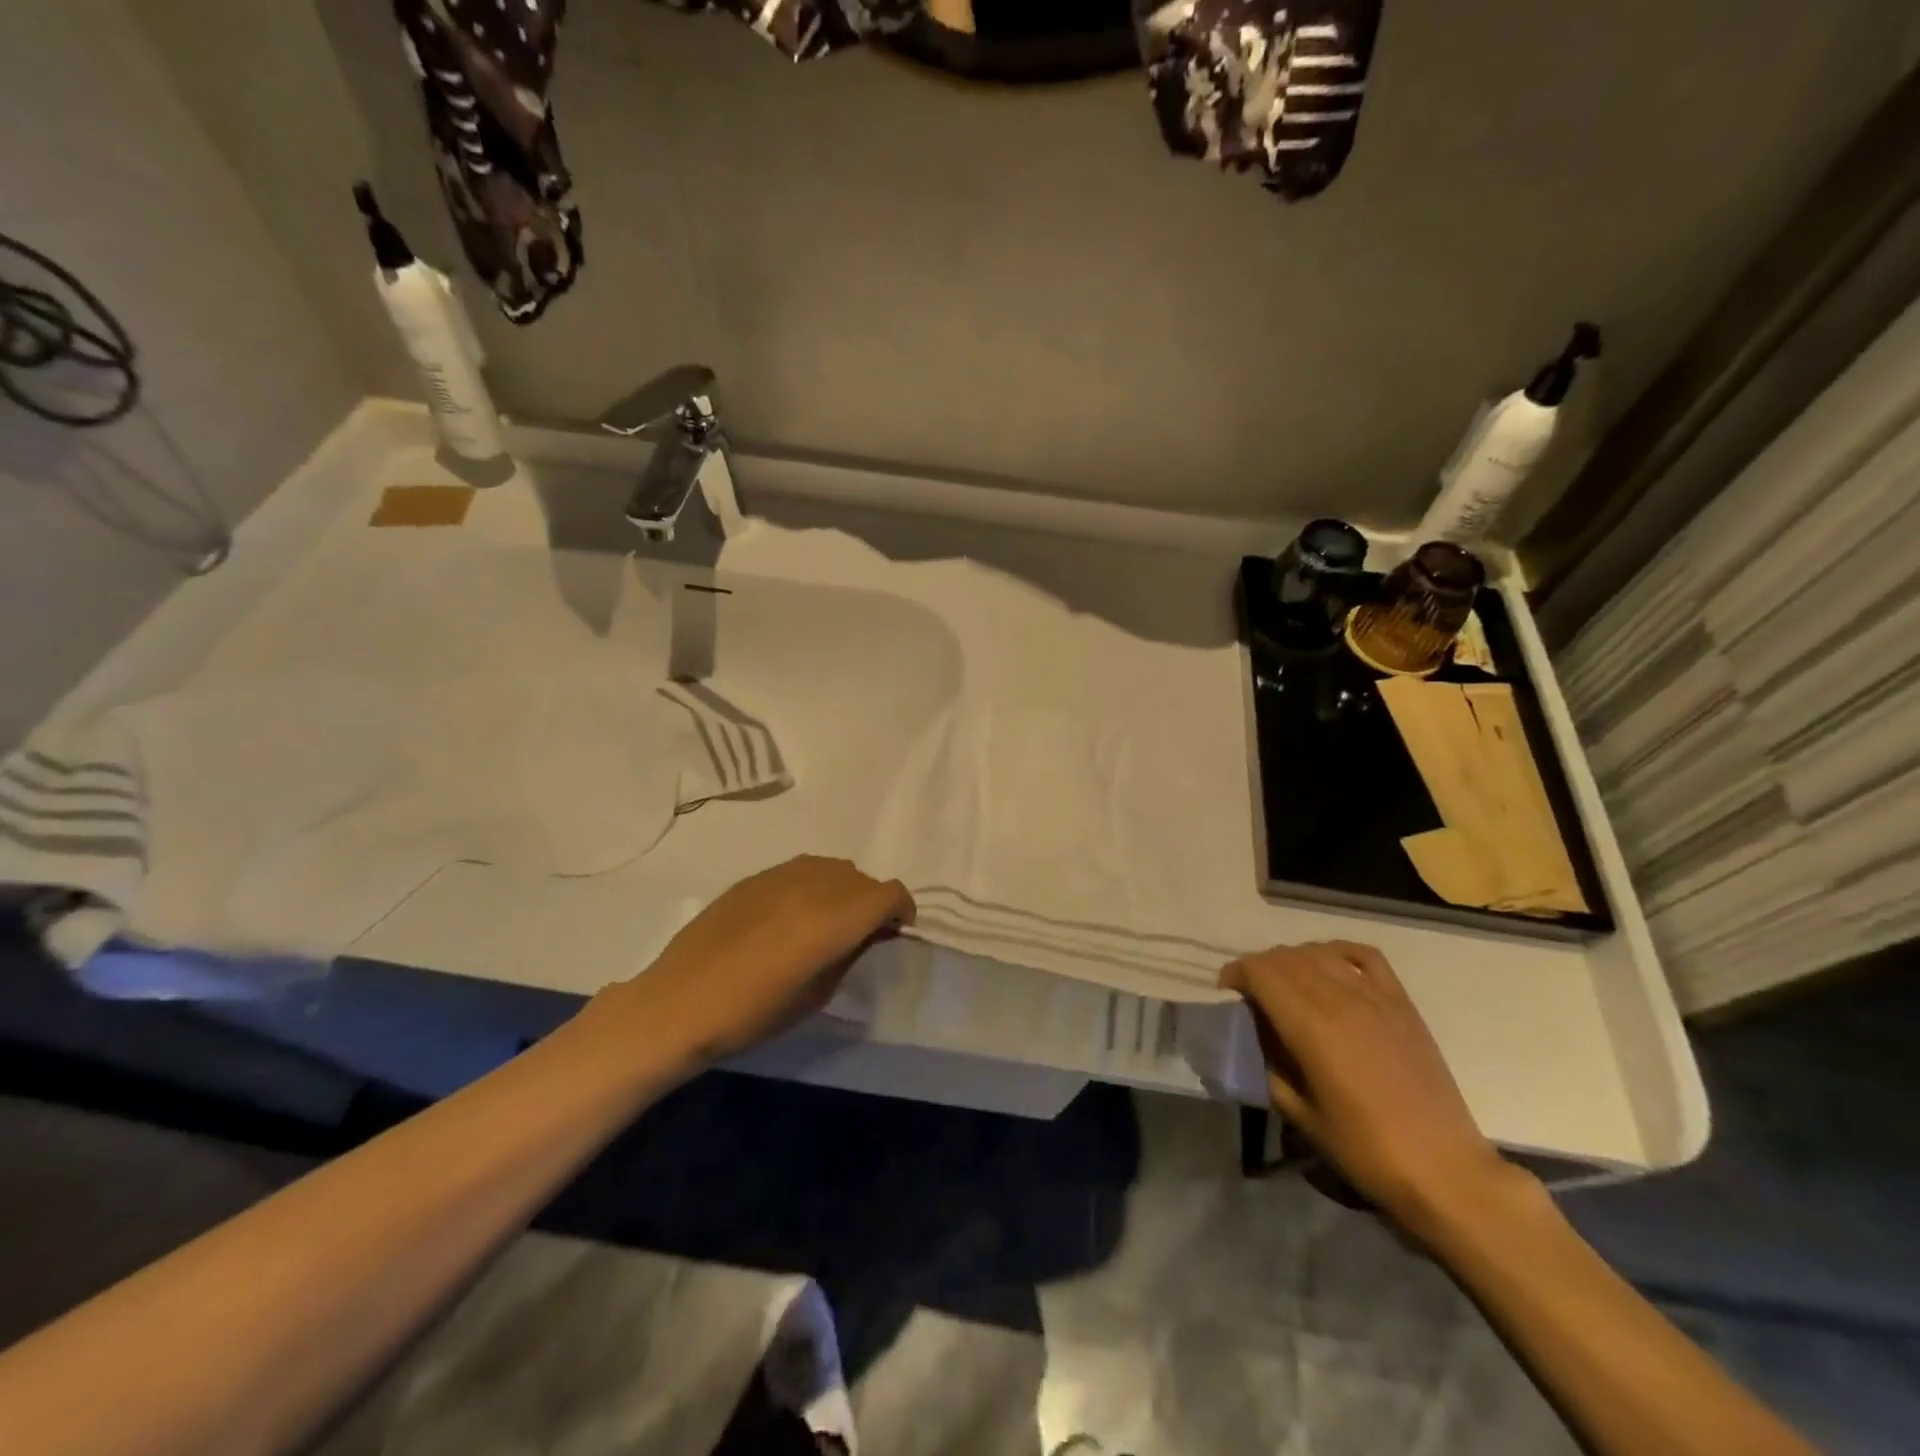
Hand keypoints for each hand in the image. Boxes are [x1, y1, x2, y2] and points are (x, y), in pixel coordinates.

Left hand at [618, 856, 914, 1063]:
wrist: (679, 1003)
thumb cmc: (753, 1013)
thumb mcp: (817, 994)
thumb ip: (849, 954)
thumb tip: (865, 935)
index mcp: (834, 918)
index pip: (889, 893)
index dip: (901, 909)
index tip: (896, 930)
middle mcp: (814, 885)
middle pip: (862, 878)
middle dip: (873, 901)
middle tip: (862, 932)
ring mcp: (781, 875)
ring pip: (832, 867)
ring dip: (843, 888)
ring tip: (829, 919)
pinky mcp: (755, 878)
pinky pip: (801, 869)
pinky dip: (813, 884)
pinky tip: (794, 913)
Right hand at [1222, 941, 1517, 1237]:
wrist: (1444, 1170)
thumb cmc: (1365, 1150)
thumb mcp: (1299, 1113)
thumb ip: (1270, 1063)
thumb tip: (1257, 1033)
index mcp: (1311, 1026)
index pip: (1261, 971)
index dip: (1236, 973)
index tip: (1227, 992)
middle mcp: (1340, 999)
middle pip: (1286, 957)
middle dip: (1260, 968)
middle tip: (1252, 994)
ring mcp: (1376, 997)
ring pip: (1319, 952)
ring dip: (1293, 960)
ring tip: (1287, 984)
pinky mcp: (1402, 1003)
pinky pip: (1364, 956)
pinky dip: (1338, 952)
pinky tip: (1330, 967)